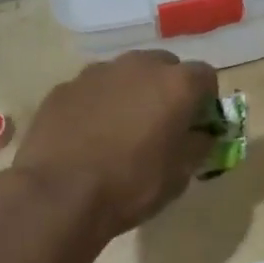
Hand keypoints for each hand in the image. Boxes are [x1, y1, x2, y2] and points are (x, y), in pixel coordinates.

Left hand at [12, 50, 219, 236]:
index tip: (197, 124)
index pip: (206, 76)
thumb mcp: (180, 174)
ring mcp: (98, 73)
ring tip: (121, 129)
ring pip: (126, 74)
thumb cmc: (131, 185)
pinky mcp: (65, 87)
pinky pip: (93, 89)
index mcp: (176, 84)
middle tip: (161, 123)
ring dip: (132, 93)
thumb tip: (201, 134)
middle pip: (165, 66)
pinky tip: (89, 135)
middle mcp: (139, 66)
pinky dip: (98, 104)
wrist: (58, 196)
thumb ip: (199, 145)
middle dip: (168, 89)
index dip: (206, 100)